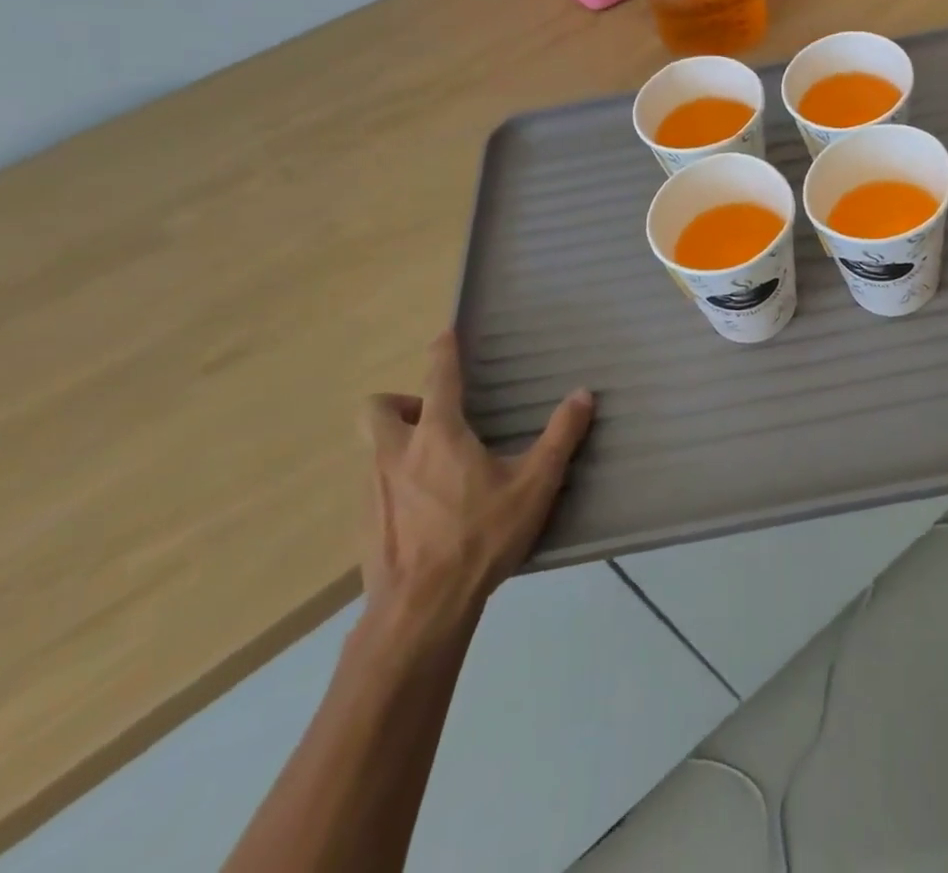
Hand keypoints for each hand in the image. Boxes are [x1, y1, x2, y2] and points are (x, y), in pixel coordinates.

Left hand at [361, 332, 593, 641]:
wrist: (419, 613)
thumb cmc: (479, 538)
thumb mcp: (534, 486)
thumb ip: (560, 438)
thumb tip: (583, 394)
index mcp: (437, 435)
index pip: (438, 376)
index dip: (442, 351)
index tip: (445, 334)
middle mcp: (397, 454)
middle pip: (377, 408)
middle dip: (400, 403)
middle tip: (434, 418)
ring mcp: (373, 491)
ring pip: (374, 450)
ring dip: (399, 445)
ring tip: (437, 468)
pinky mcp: (364, 526)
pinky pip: (376, 488)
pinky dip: (397, 485)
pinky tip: (426, 512)